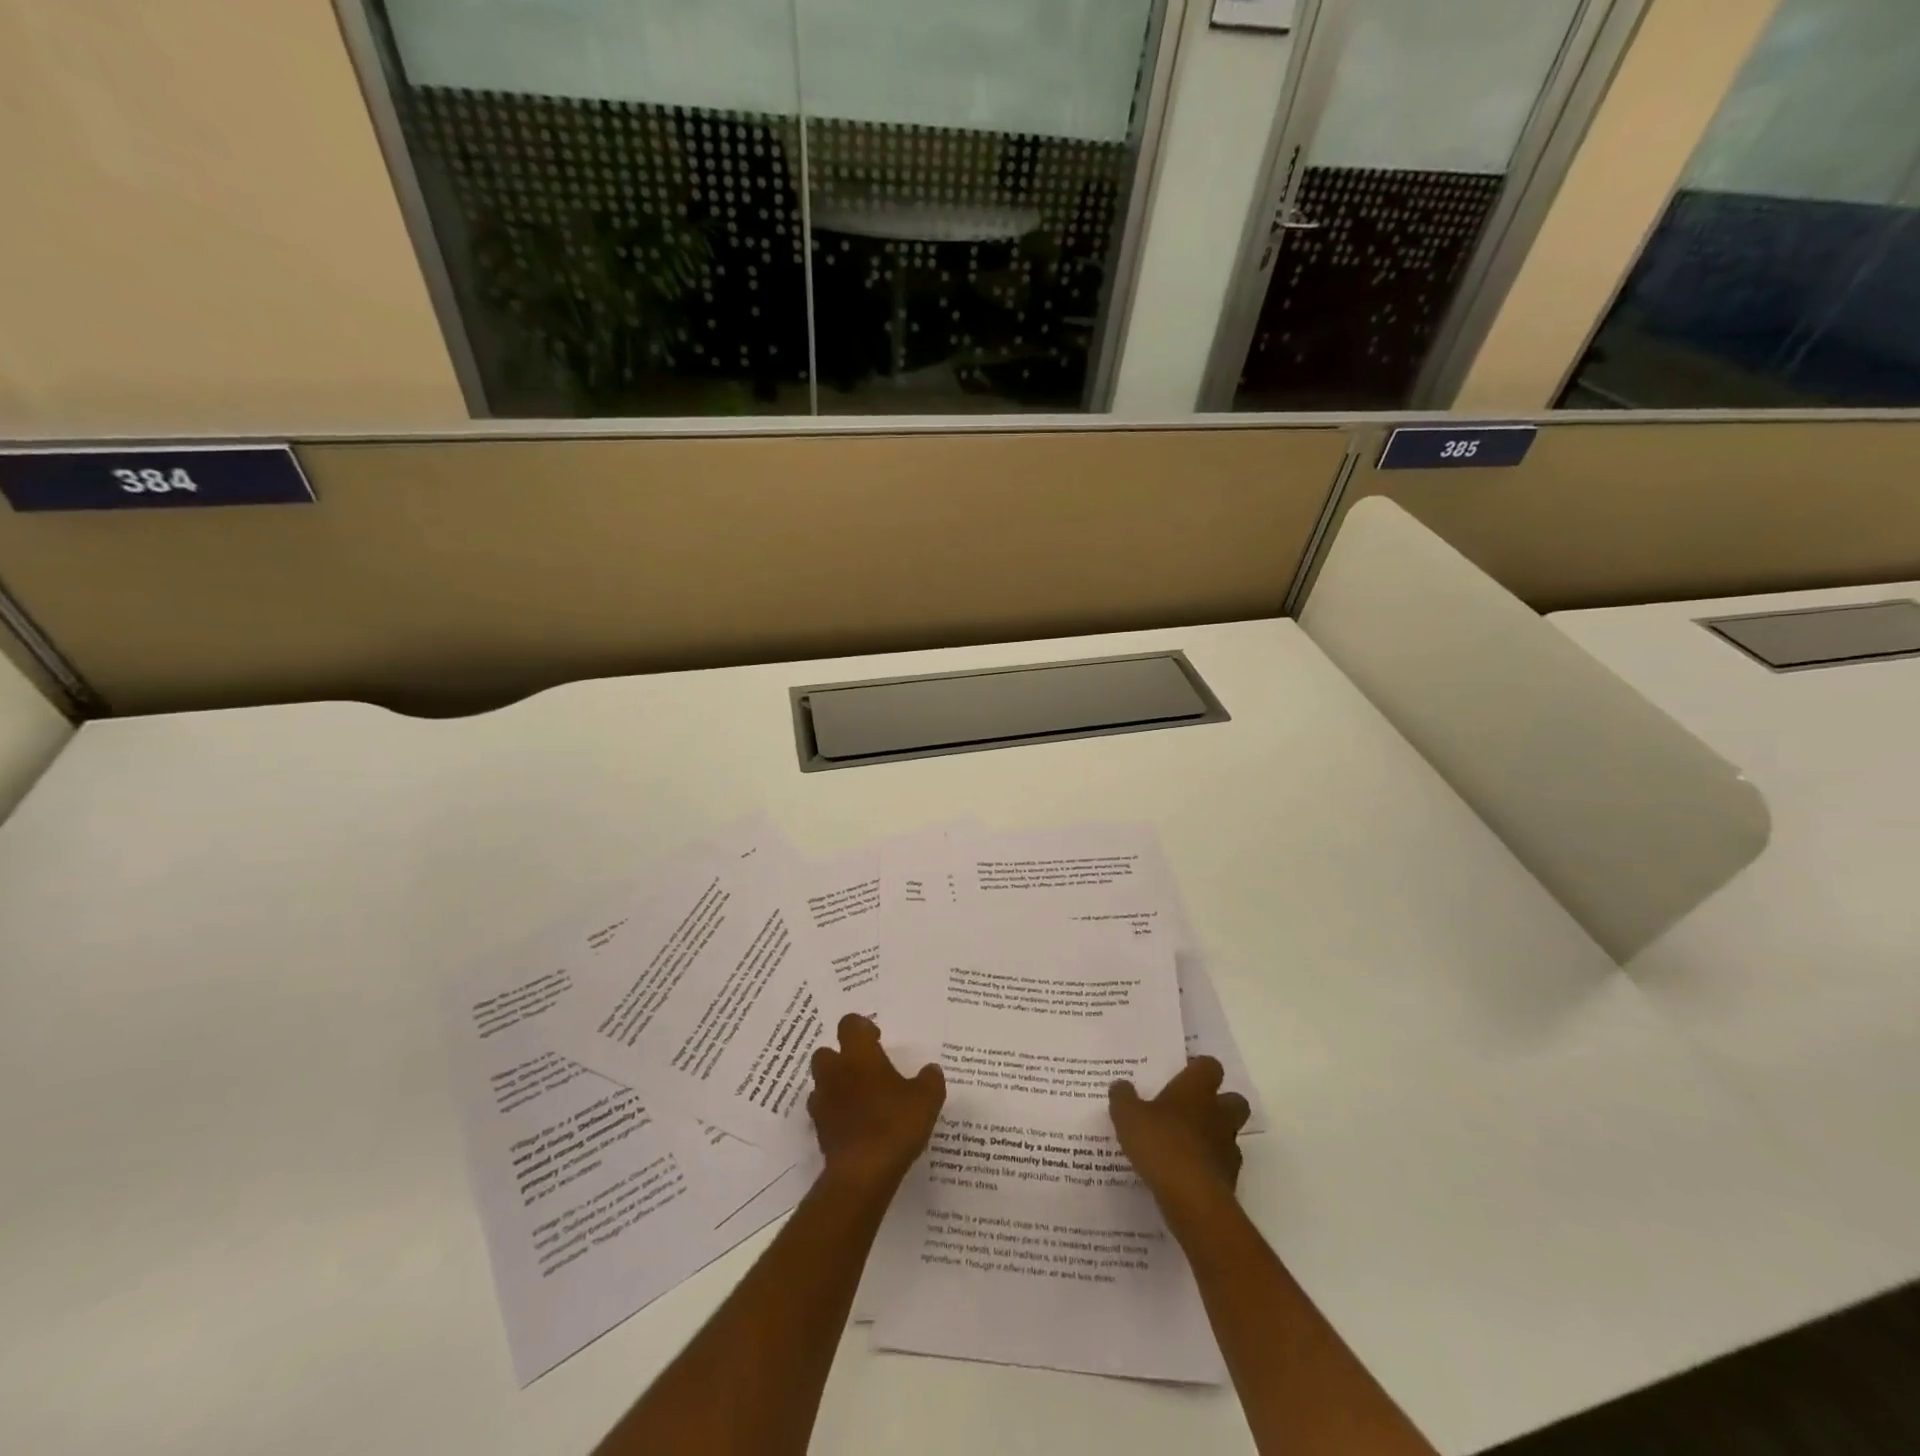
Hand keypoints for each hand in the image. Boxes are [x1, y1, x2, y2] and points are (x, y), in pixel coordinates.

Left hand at [808, 1014, 944, 1191]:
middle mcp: (835, 1072)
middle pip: (826, 1052)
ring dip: (836, 1086)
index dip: (862, 1028)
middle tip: (866, 1070)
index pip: (850, 1025)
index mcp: (859, 1055)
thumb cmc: (895, 1124)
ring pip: (822, 1083)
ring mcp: (823, 1102)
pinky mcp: (819, 1131)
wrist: (862, 1174)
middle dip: (842, 1057)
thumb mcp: (927, 1099)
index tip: (877, 1040)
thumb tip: (931, 1070)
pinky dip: (836, 1114)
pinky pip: (824, 1113)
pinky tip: (856, 1126)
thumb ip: (930, 1079)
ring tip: (861, 1100)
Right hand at [1109, 1056, 1249, 1220]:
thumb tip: (1121, 1085)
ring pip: (1230, 1134)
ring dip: (1214, 1137)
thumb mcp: (1128, 1116)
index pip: (1210, 1066)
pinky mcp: (1230, 1180)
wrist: (1192, 1199)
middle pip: (1234, 1100)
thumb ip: (1123, 1097)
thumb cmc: (1161, 1144)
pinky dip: (1209, 1167)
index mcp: (1197, 1090)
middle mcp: (1218, 1114)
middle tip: (1192, 1109)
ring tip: (1186, 1145)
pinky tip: (1186, 1173)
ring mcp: (1228, 1148)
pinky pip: (1222, 1166)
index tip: (1184, 1073)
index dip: (1199, 1068)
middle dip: (1220, 1103)